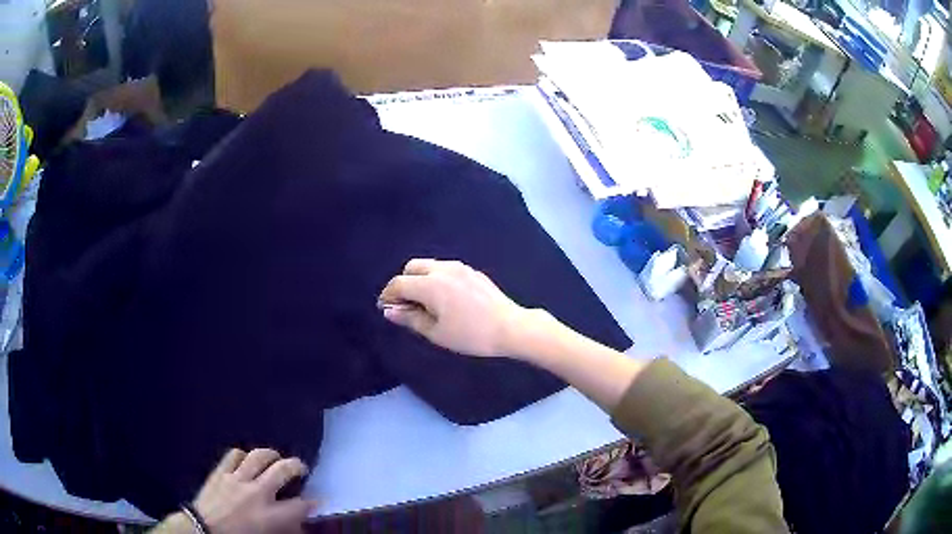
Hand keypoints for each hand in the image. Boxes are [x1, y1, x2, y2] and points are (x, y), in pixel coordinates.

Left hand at [191, 448, 315, 533]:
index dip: (312, 502)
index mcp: (270, 515)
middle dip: (297, 466)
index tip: (317, 500)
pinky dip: (243, 454)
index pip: (300, 505)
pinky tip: (247, 459)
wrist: (202, 530)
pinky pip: (233, 455)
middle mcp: (257, 493)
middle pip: (282, 470)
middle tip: (301, 468)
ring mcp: (237, 479)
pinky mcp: (220, 472)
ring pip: (258, 456)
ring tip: (276, 457)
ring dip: (271, 454)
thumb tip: (298, 522)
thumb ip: (284, 528)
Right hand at [378, 259, 529, 357]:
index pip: (399, 283)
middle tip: (406, 305)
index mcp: (430, 284)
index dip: (388, 295)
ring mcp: (460, 268)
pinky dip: (437, 279)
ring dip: (420, 280)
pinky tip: (446, 300)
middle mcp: (443, 269)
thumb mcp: (436, 332)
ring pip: (430, 266)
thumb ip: (410, 318)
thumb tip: (390, 311)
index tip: (386, 308)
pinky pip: (446, 270)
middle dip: (404, 283)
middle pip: (412, 267)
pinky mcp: (473, 272)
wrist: (511, 327)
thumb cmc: (470, 335)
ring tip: (426, 304)